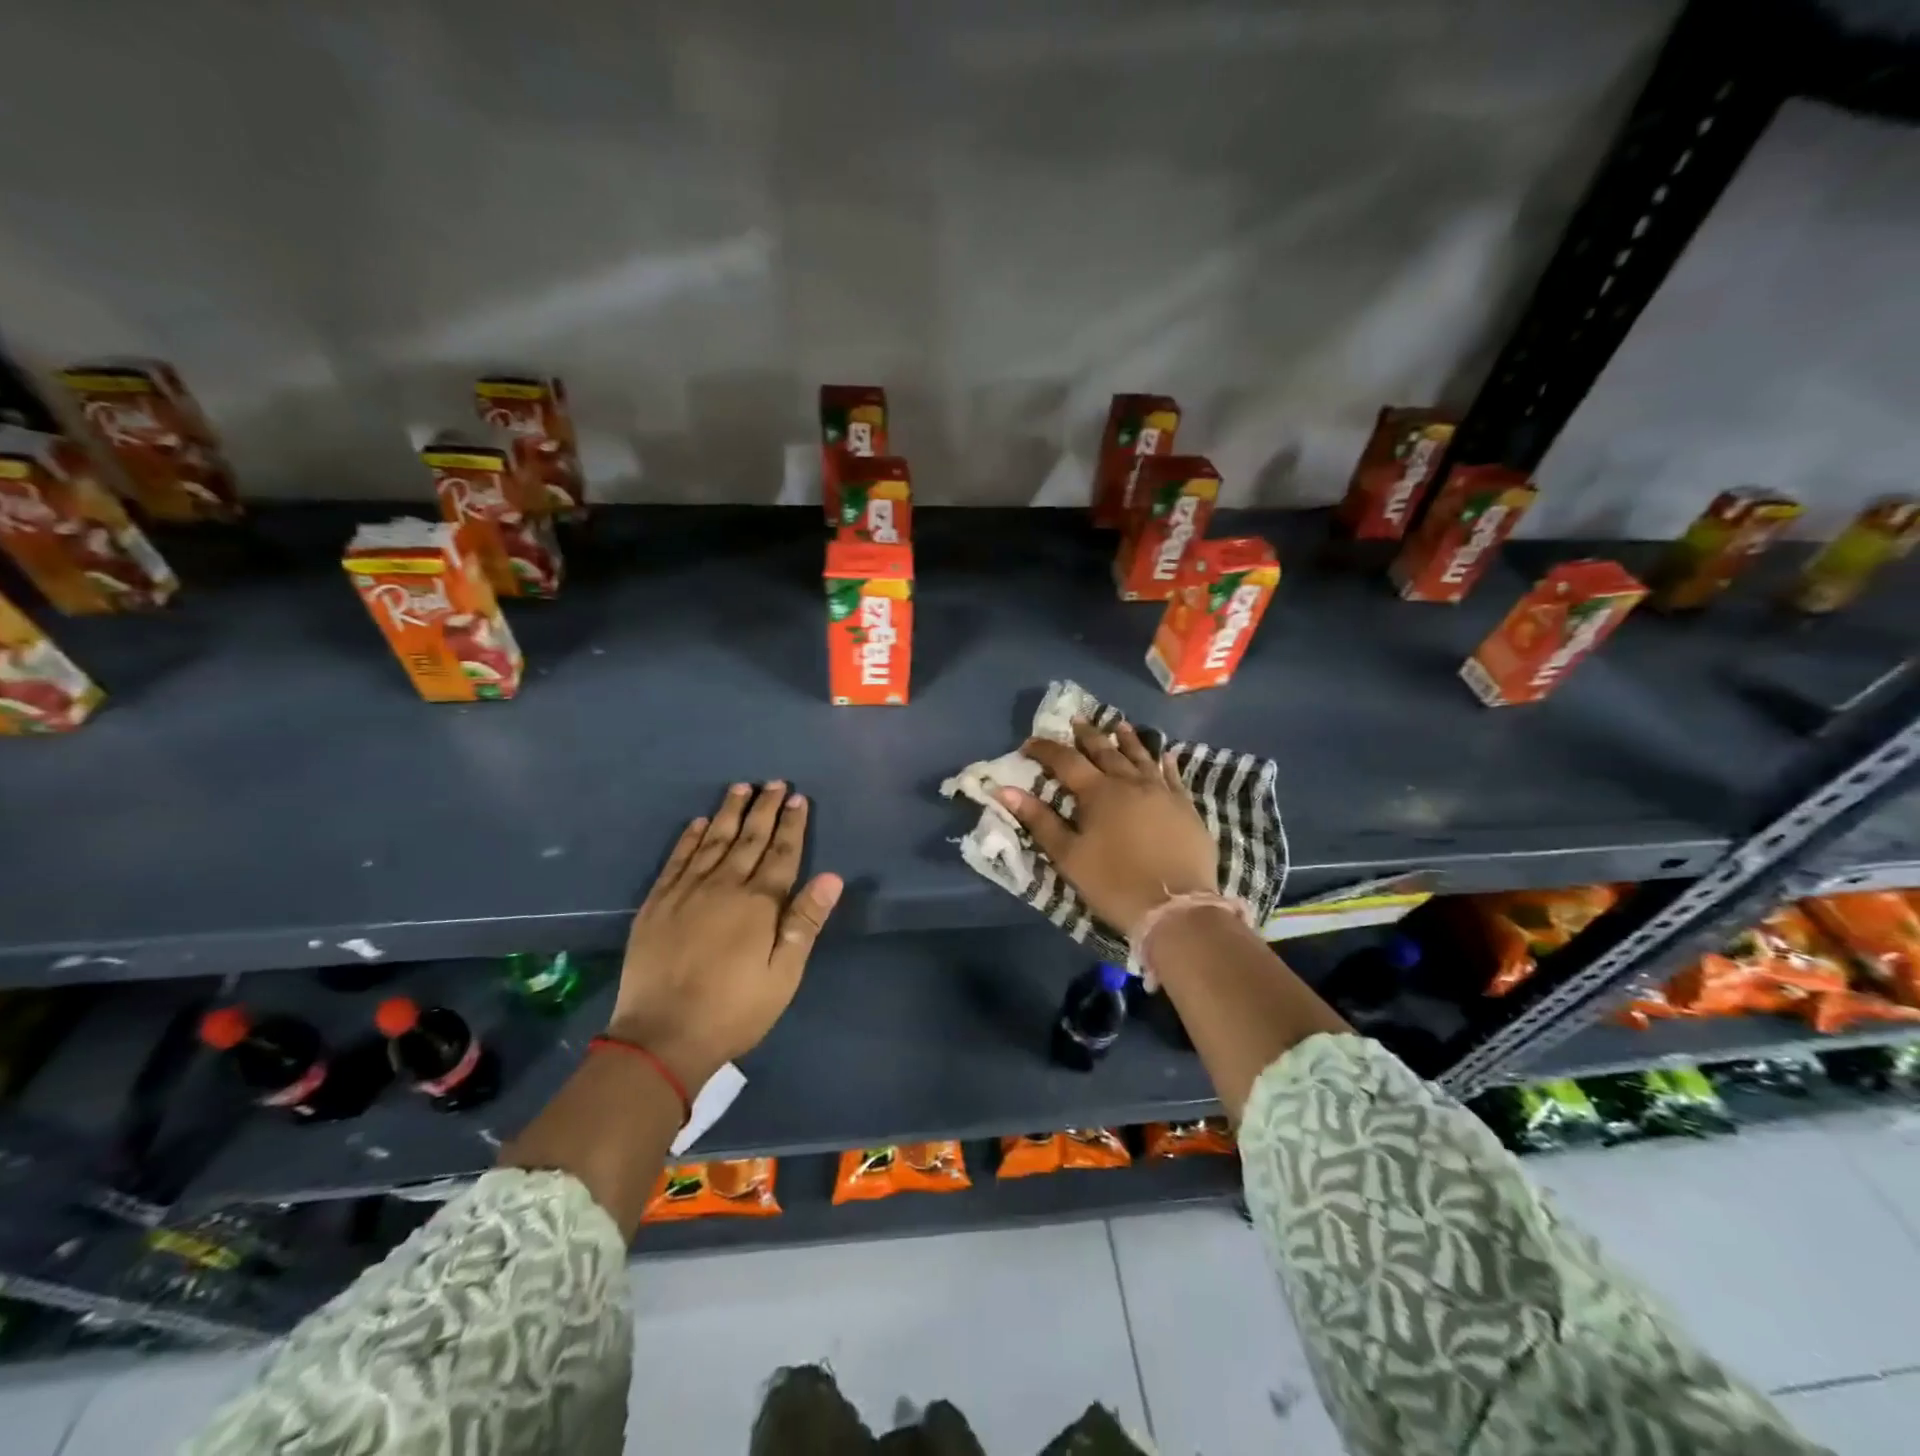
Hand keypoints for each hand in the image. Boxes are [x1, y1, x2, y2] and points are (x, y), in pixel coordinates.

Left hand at [610, 782, 841, 1090]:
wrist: (661, 1036)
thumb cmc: (734, 1010)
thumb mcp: (783, 974)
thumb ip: (805, 922)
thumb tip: (831, 877)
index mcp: (759, 903)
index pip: (782, 854)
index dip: (792, 825)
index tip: (798, 799)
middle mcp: (723, 886)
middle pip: (749, 839)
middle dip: (765, 809)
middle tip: (775, 783)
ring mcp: (686, 891)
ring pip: (712, 840)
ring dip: (729, 812)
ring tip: (740, 788)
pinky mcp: (657, 903)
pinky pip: (676, 859)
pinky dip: (688, 838)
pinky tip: (697, 823)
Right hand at [995, 719, 1217, 937]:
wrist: (1175, 908)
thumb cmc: (1114, 883)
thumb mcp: (1068, 856)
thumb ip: (1039, 820)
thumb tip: (1005, 791)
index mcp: (1099, 793)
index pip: (1066, 761)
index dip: (1046, 750)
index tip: (1029, 744)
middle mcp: (1131, 783)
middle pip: (1106, 752)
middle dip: (1088, 736)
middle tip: (1077, 721)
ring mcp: (1162, 793)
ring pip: (1142, 757)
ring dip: (1128, 740)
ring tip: (1119, 725)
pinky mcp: (1186, 808)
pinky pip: (1173, 776)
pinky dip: (1166, 762)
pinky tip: (1165, 754)